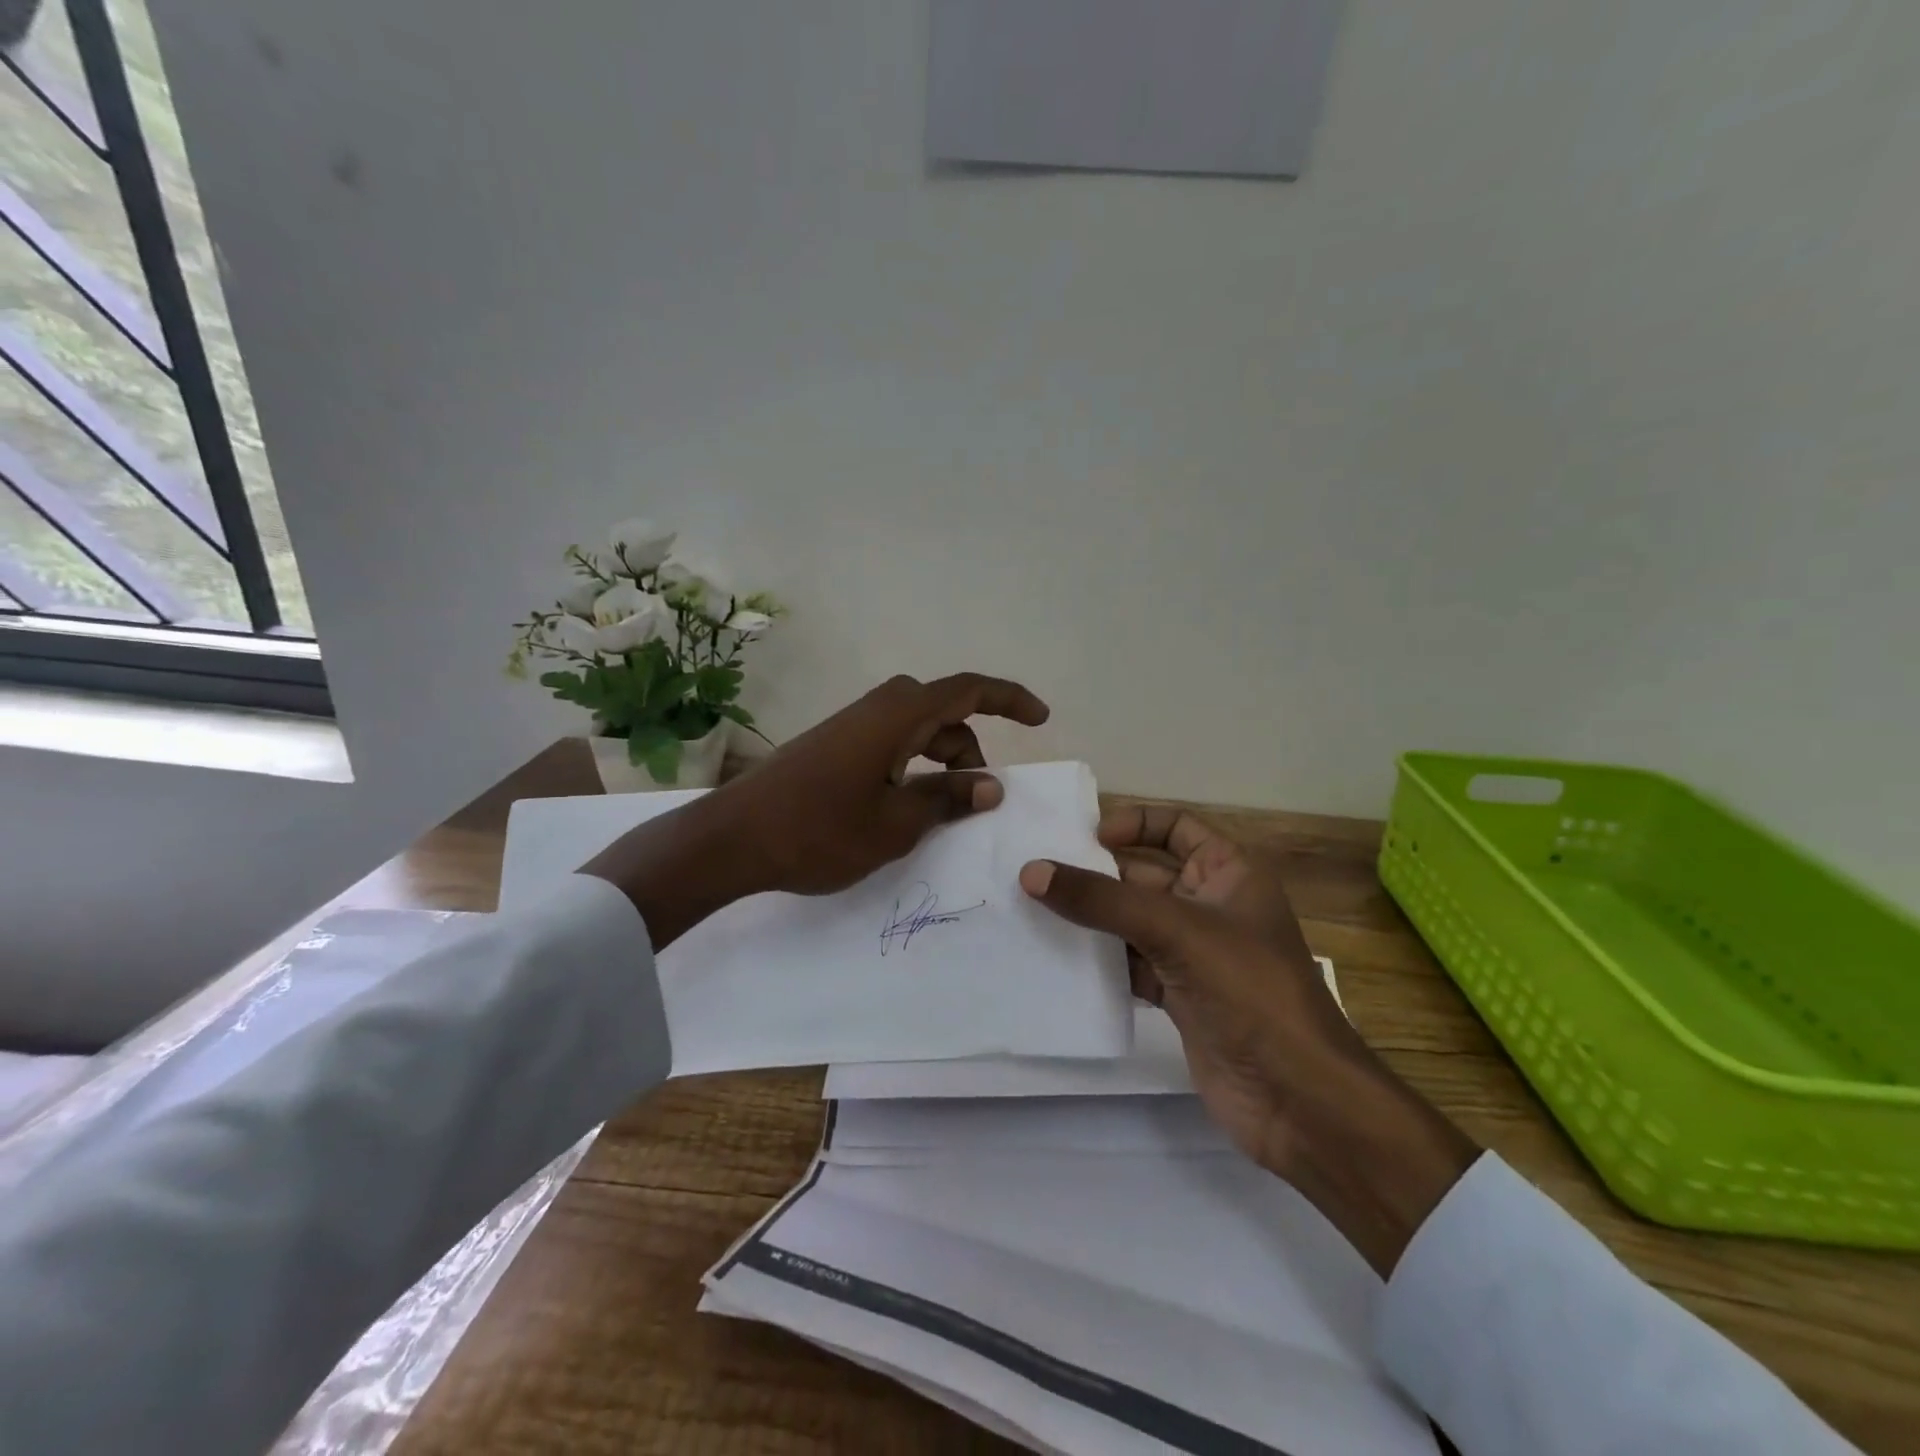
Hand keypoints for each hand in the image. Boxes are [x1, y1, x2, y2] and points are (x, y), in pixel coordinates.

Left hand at [583, 673, 1048, 944]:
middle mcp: (877, 709)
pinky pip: (889, 741)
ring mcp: (851, 725)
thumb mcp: (896, 824)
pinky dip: (911, 764)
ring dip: (940, 758)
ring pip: (915, 728)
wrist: (734, 838)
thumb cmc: (820, 831)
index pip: (968, 690)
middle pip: (942, 710)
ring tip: (942, 809)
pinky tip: (904, 803)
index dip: (1009, 699)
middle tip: (979, 793)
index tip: (1041, 718)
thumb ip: (947, 799)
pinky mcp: (833, 744)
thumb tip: (990, 785)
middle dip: (970, 744)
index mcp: (898, 716)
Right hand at [1020, 811, 1479, 1276]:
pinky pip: (1129, 964)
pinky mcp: (1180, 995)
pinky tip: (1058, 961)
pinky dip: (1099, 961)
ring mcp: (1194, 953)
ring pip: (1132, 921)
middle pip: (1143, 875)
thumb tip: (1031, 872)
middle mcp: (1211, 905)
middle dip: (1096, 874)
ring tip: (1032, 911)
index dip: (1133, 823)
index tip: (1084, 837)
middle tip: (1036, 874)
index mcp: (1230, 872)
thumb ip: (1102, 901)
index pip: (1176, 826)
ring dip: (1091, 919)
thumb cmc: (1249, 992)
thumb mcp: (1175, 931)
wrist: (1297, 1099)